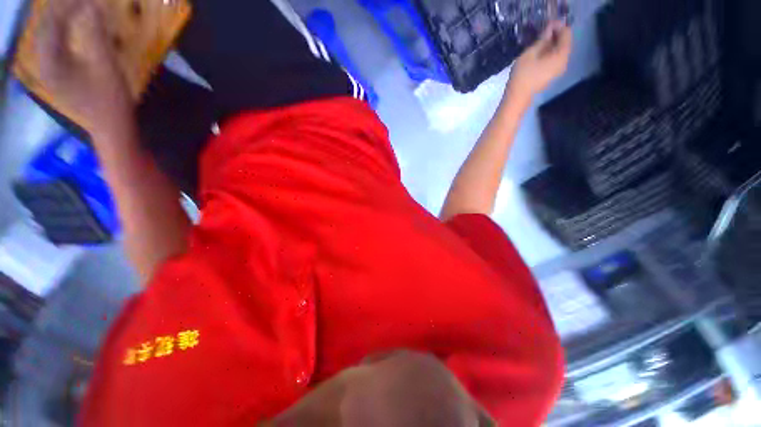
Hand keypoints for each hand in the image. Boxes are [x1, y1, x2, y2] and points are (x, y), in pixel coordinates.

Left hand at [36, 0, 132, 134]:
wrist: (111, 128)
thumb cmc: (110, 101)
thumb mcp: (106, 67)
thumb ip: (97, 35)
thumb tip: (95, 5)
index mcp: (50, 63)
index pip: (53, 23)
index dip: (69, 5)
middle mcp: (44, 64)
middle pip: (48, 27)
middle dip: (63, 8)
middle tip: (82, 0)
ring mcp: (50, 70)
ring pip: (50, 34)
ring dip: (62, 18)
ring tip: (77, 6)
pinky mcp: (58, 74)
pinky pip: (55, 44)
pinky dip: (64, 31)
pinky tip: (73, 25)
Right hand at [506, 21, 571, 102]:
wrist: (516, 99)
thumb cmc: (522, 76)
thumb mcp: (529, 54)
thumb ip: (541, 40)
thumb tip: (549, 31)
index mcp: (561, 56)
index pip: (566, 34)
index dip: (558, 27)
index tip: (547, 24)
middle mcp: (564, 63)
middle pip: (564, 44)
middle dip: (555, 36)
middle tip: (542, 32)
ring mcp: (558, 71)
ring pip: (559, 52)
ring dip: (551, 45)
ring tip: (539, 42)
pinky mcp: (551, 76)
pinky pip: (554, 60)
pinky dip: (549, 53)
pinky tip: (538, 53)